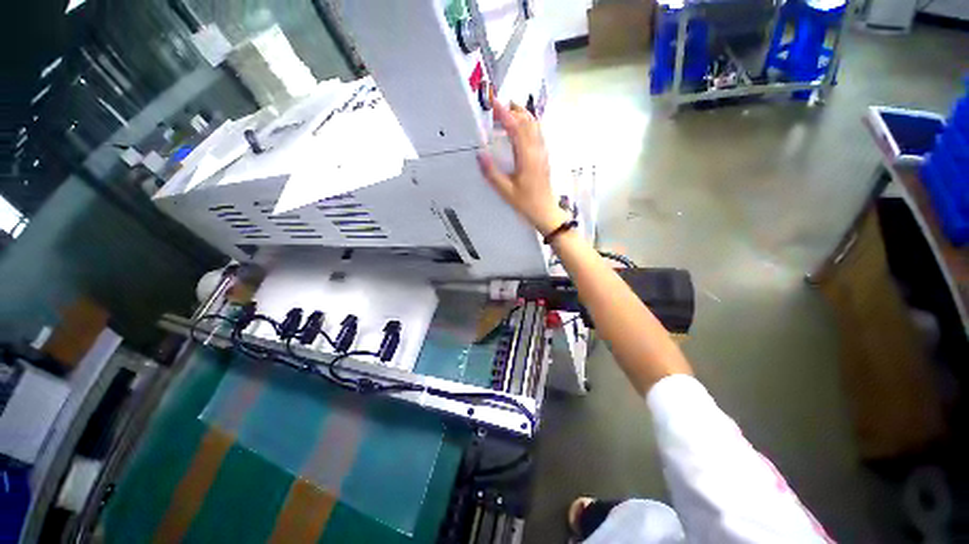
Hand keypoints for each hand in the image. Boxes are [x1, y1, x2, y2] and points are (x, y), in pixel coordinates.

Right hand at [477, 101, 569, 236]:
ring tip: (507, 113)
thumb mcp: (505, 191)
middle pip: (528, 121)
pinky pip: (537, 133)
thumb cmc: (525, 202)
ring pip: (535, 125)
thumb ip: (492, 173)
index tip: (493, 103)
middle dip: (513, 110)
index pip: (516, 128)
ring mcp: (542, 152)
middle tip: (497, 108)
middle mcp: (536, 150)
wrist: (545, 210)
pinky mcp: (543, 156)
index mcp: (527, 157)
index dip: (505, 114)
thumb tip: (480, 154)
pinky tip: (519, 129)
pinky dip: (528, 124)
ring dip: (522, 115)